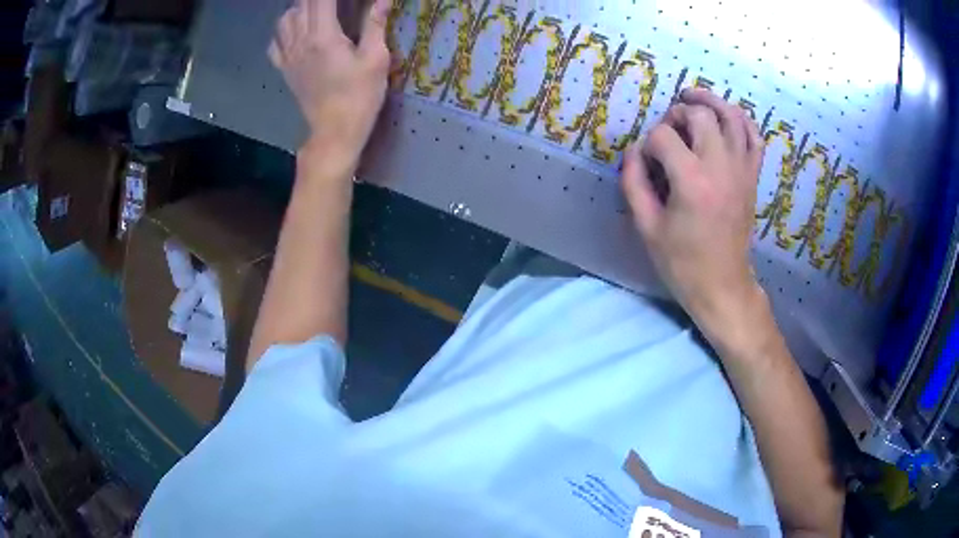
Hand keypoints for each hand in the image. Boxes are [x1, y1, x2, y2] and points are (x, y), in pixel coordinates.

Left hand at [269, 0, 391, 168]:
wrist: (334, 131)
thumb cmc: (360, 96)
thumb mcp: (376, 59)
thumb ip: (375, 24)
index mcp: (323, 36)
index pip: (321, 0)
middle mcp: (300, 41)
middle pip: (302, 5)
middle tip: (333, 4)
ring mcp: (289, 57)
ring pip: (284, 20)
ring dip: (299, 9)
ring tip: (316, 11)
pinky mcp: (285, 70)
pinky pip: (274, 43)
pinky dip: (283, 32)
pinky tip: (296, 33)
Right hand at [622, 88, 765, 332]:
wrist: (723, 285)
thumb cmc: (682, 262)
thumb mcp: (647, 227)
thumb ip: (634, 183)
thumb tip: (633, 152)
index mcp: (692, 181)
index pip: (664, 137)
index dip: (648, 144)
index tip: (645, 163)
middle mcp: (721, 166)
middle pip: (699, 115)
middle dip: (677, 114)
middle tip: (668, 130)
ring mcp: (742, 169)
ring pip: (731, 115)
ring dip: (710, 101)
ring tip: (692, 98)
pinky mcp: (752, 176)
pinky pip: (754, 136)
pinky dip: (741, 119)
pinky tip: (726, 116)